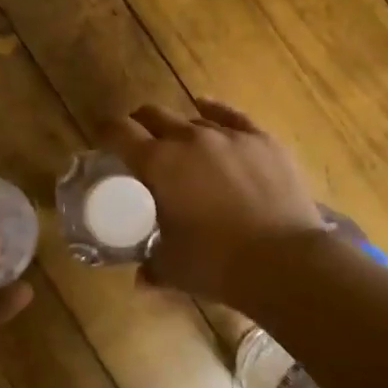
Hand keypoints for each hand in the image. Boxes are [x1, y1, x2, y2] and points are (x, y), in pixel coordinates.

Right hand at [104, 99, 326, 302]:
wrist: (285, 261)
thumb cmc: (217, 264)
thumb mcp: (173, 268)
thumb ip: (151, 268)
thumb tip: (140, 279)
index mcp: (158, 164)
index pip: (119, 132)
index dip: (106, 132)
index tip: (102, 139)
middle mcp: (189, 139)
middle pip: (154, 115)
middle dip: (140, 125)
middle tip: (138, 143)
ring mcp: (228, 136)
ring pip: (192, 118)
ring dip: (179, 129)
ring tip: (180, 145)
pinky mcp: (262, 140)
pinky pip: (231, 116)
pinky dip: (214, 111)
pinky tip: (207, 108)